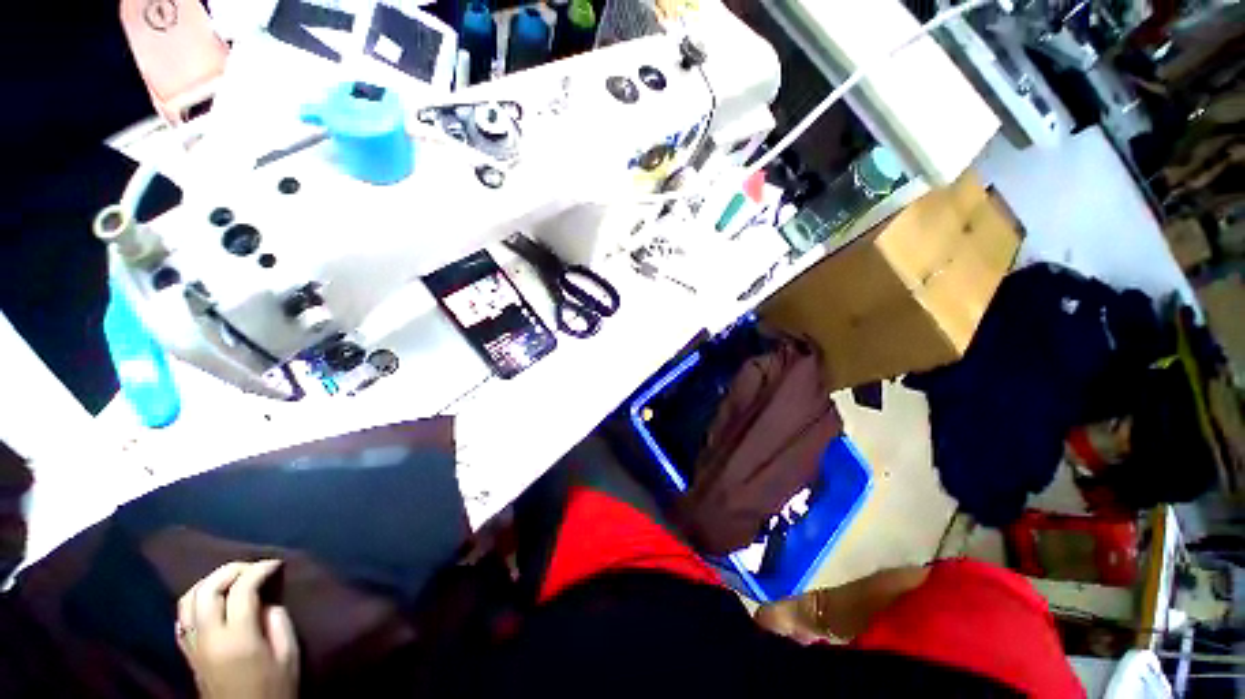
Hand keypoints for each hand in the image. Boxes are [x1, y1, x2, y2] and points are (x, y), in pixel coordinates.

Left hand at [176, 561, 298, 698]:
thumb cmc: (274, 688)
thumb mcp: (288, 655)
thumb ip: (278, 623)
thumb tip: (268, 602)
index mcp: (237, 638)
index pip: (241, 590)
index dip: (259, 570)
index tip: (275, 564)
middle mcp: (208, 637)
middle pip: (207, 590)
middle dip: (230, 570)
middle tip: (252, 566)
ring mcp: (193, 646)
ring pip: (187, 600)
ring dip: (209, 582)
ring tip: (231, 579)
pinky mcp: (187, 654)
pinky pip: (182, 618)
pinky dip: (196, 601)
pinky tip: (210, 602)